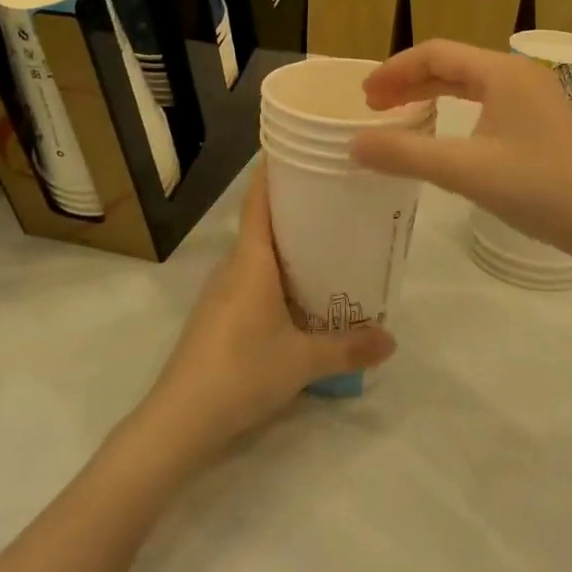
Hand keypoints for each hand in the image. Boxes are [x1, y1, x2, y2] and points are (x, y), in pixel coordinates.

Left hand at [142, 163, 394, 456]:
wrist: (179, 419)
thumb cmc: (242, 371)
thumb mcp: (302, 361)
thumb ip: (348, 348)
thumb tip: (392, 340)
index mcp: (251, 259)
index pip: (259, 199)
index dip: (275, 171)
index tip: (301, 151)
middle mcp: (233, 266)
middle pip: (263, 224)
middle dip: (296, 210)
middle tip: (338, 202)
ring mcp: (220, 292)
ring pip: (257, 255)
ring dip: (287, 247)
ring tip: (328, 247)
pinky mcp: (216, 317)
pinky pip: (250, 280)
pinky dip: (275, 276)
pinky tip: (299, 296)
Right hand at [352, 40, 571, 262]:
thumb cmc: (536, 187)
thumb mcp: (464, 170)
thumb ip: (405, 154)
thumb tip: (354, 145)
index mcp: (501, 71)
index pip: (435, 53)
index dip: (394, 70)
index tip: (365, 96)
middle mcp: (518, 73)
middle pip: (452, 64)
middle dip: (409, 82)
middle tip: (374, 106)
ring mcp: (535, 95)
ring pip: (470, 82)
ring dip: (432, 94)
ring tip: (400, 113)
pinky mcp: (542, 119)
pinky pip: (488, 100)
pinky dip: (456, 108)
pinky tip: (445, 130)